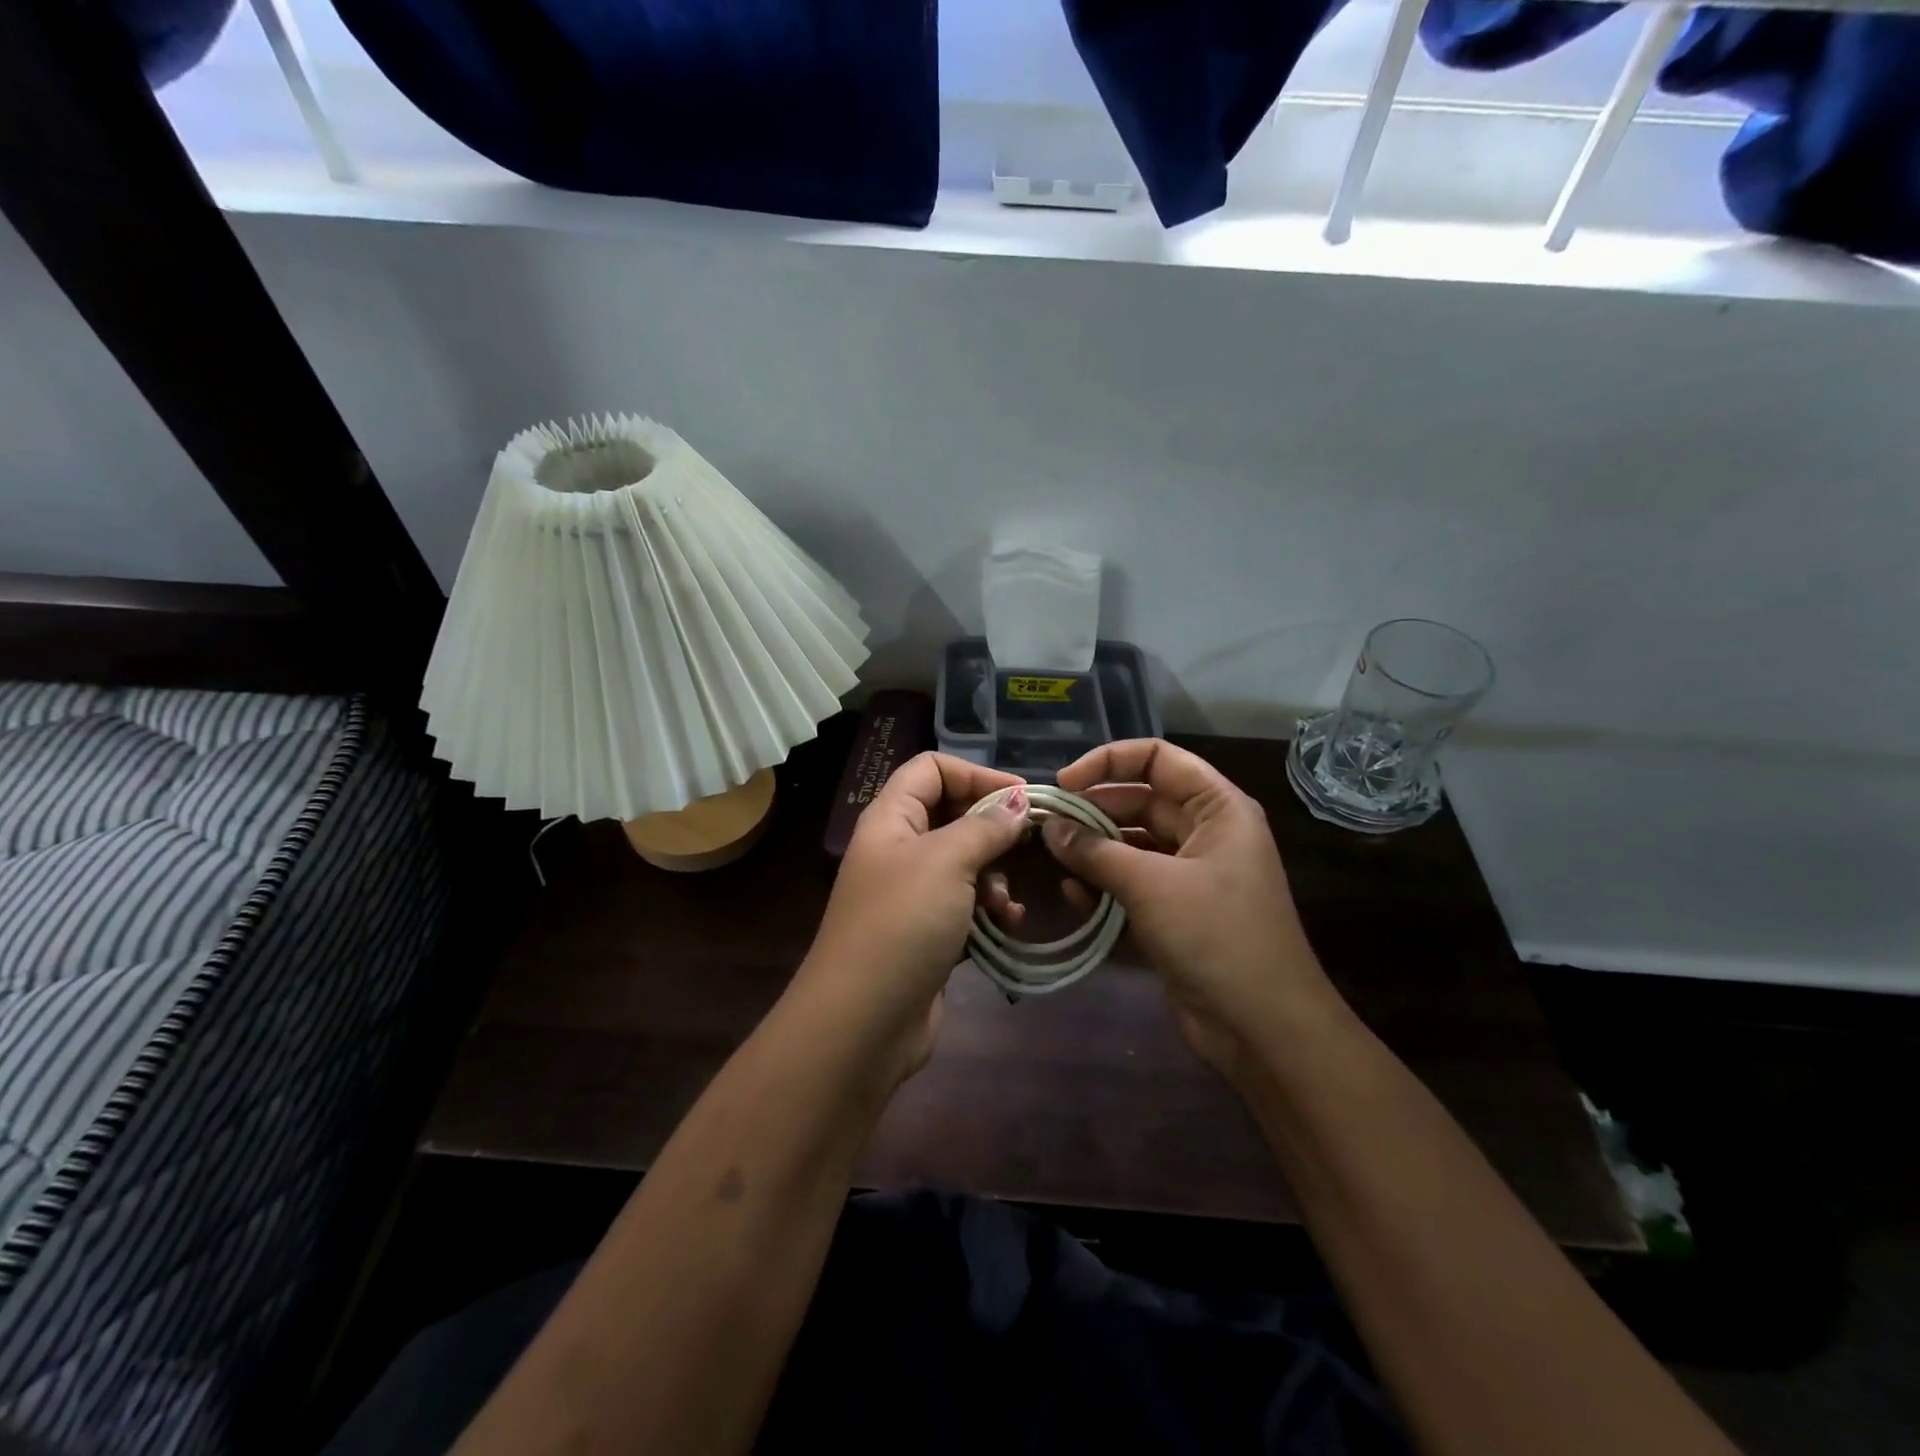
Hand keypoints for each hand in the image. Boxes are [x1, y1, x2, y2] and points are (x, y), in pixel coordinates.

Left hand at [795, 753, 1029, 1084]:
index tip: (1022, 795)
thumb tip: (1017, 801)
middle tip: (1029, 843)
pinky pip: (965, 905)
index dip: (976, 773)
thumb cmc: (903, 923)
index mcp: (891, 818)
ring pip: (965, 863)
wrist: (863, 1021)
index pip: (931, 769)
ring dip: (995, 876)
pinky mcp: (926, 932)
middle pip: (952, 814)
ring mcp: (911, 893)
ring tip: (1006, 902)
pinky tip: (1007, 926)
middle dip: (992, 828)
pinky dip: (988, 910)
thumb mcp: (947, 862)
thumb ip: (986, 826)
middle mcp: (898, 848)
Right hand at [1044, 740, 1337, 1079]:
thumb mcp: (1151, 886)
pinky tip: (1074, 898)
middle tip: (1045, 826)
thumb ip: (1095, 851)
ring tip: (1054, 861)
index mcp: (1217, 808)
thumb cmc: (1217, 937)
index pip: (1158, 759)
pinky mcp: (1174, 912)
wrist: (1264, 1029)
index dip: (1109, 761)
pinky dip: (1103, 886)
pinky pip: (1131, 884)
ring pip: (1130, 844)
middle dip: (1092, 811)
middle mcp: (1205, 833)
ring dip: (1093, 851)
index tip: (1064, 783)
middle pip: (1139, 801)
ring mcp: (1189, 875)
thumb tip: (1050, 827)